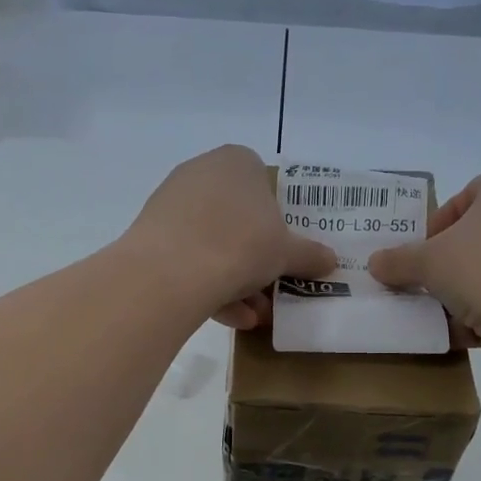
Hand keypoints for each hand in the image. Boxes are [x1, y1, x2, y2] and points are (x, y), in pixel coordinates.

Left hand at [125, 146, 334, 329]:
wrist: (171, 271)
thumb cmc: (241, 245)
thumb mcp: (286, 253)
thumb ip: (309, 255)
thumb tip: (330, 260)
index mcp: (237, 162)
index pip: (263, 184)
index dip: (276, 220)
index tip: (282, 252)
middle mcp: (201, 173)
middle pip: (236, 219)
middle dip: (254, 261)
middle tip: (270, 291)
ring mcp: (171, 203)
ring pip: (211, 244)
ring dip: (234, 282)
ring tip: (252, 316)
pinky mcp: (150, 234)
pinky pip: (186, 258)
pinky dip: (207, 286)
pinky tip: (228, 318)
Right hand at [367, 172, 480, 379]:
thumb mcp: (427, 261)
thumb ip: (398, 260)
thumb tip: (375, 263)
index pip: (468, 194)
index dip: (439, 221)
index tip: (421, 251)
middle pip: (478, 235)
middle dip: (448, 261)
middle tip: (425, 281)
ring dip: (463, 291)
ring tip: (438, 311)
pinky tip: (461, 331)